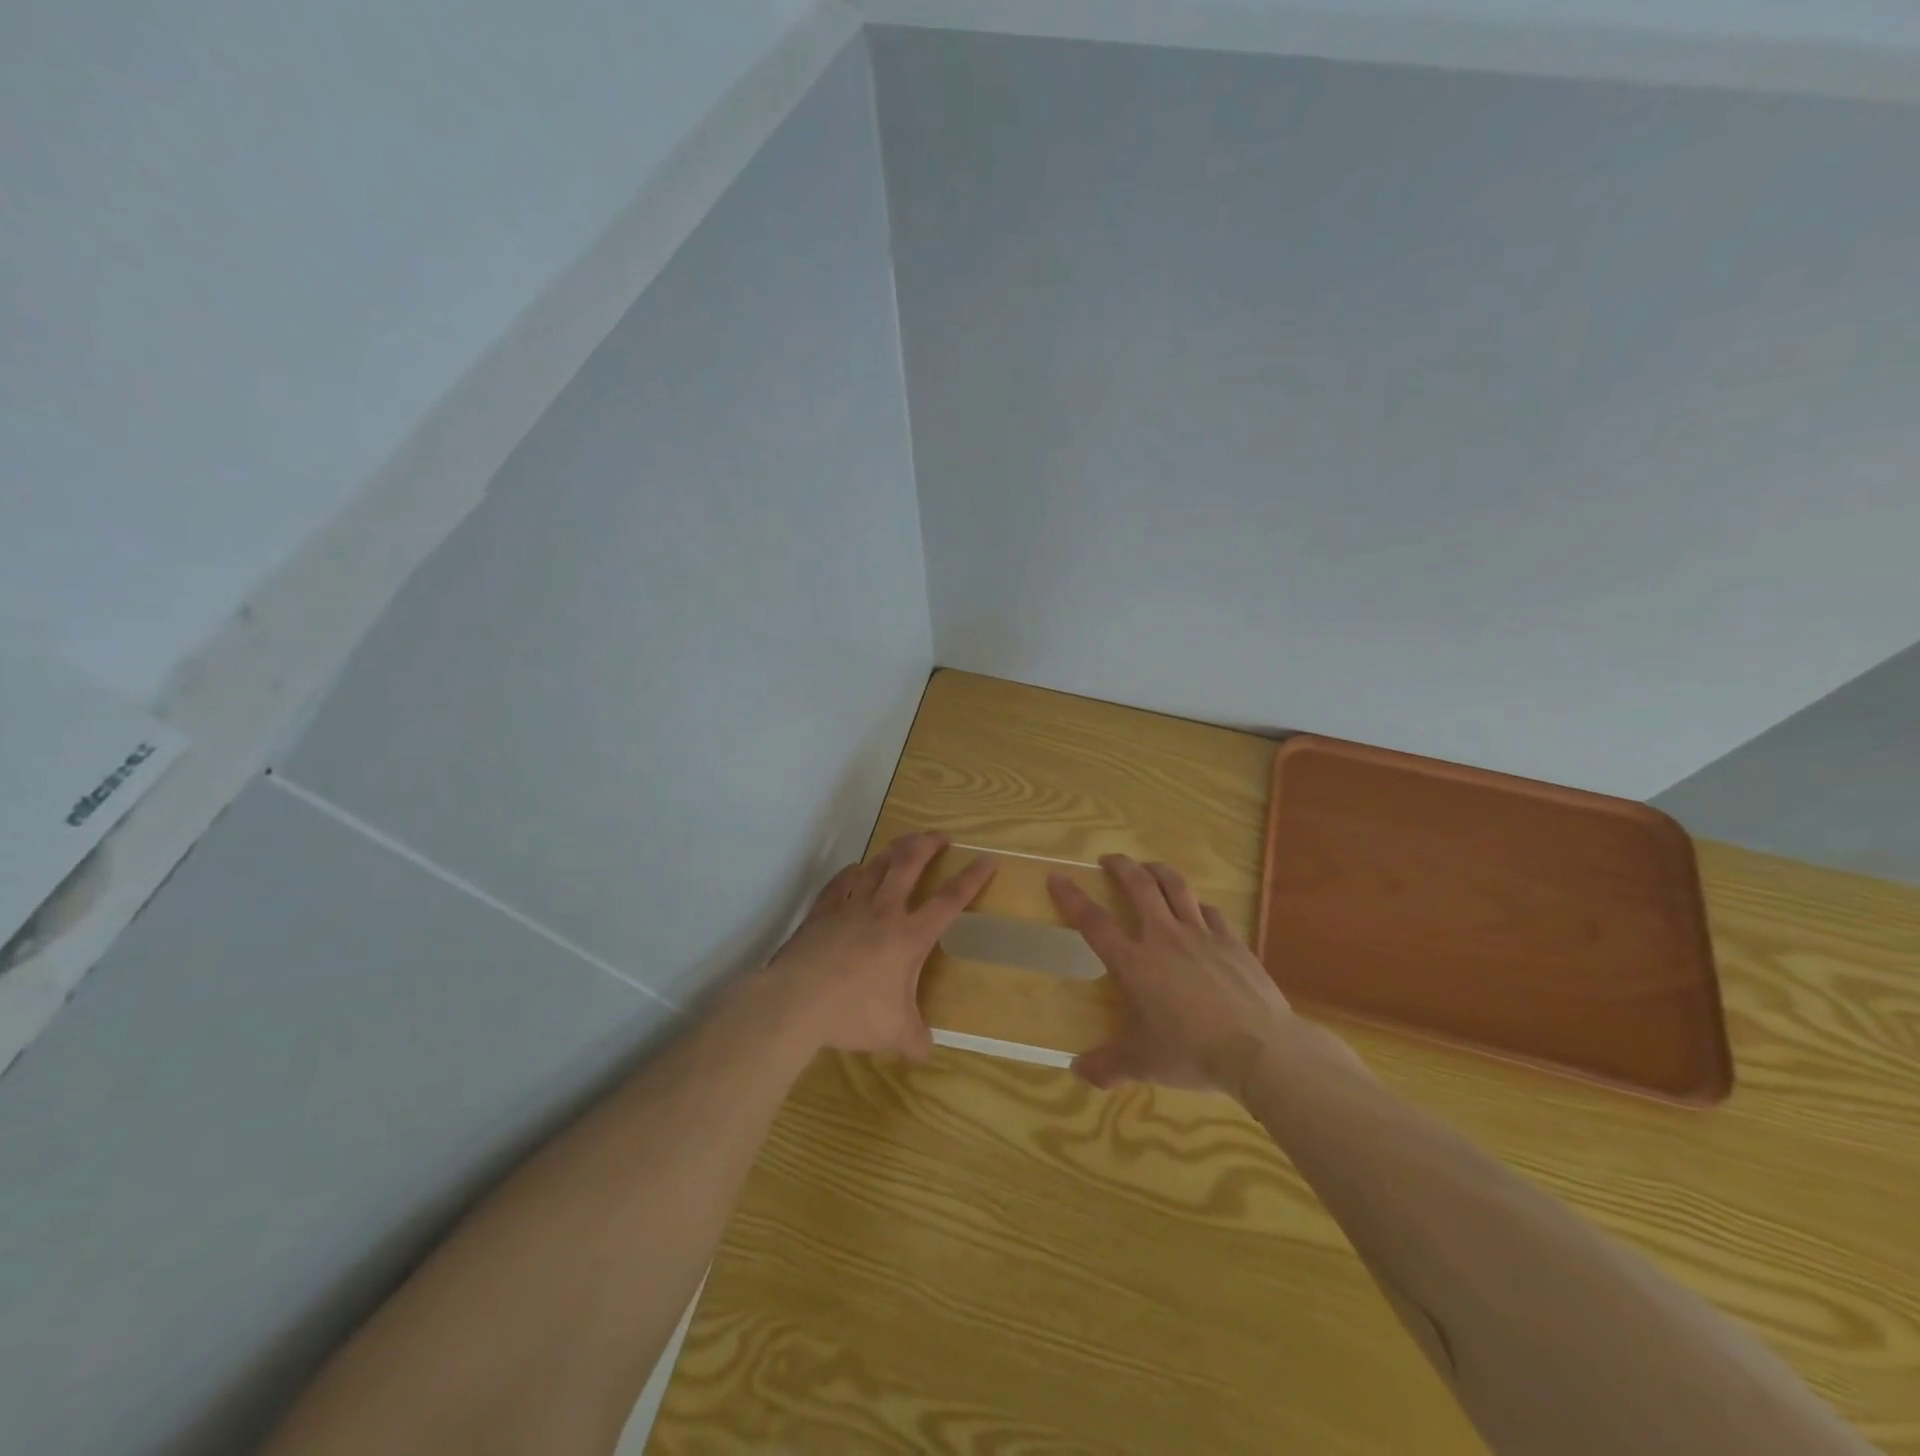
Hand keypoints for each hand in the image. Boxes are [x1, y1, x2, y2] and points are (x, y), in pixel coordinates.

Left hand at [763, 832, 995, 1059]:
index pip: (949, 900)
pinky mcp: (822, 911)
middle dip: (929, 845)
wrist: (796, 1001)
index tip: (987, 859)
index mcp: (909, 935)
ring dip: (894, 850)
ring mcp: (850, 906)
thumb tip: (927, 1052)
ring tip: (904, 844)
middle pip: (910, 864)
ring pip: (876, 865)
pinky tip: (855, 870)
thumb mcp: (894, 1033)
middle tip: (941, 835)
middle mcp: (883, 911)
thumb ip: (915, 1039)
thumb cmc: (853, 1013)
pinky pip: (841, 882)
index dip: (971, 879)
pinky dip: (852, 872)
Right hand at [1049, 855, 1301, 1096]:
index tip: (1058, 877)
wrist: (1262, 1050)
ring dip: (1159, 871)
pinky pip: (1211, 912)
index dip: (1072, 898)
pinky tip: (1198, 909)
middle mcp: (1165, 938)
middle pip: (1140, 886)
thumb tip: (1076, 1071)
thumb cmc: (1194, 1054)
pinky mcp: (1233, 942)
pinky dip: (1198, 905)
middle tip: (1109, 858)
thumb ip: (1108, 1065)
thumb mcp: (1145, 1065)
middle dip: (1121, 866)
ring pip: (1177, 887)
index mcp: (1136, 963)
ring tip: (1149, 867)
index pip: (1094, 922)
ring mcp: (1203, 935)